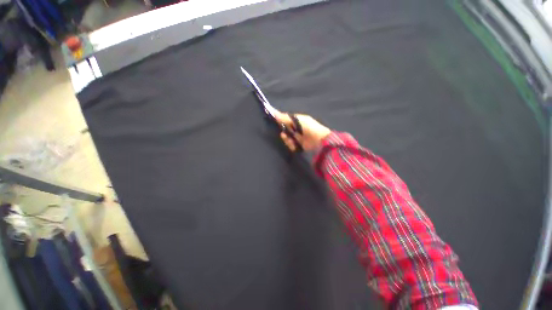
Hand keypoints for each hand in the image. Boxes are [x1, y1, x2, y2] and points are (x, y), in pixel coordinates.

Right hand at [274, 111, 331, 151]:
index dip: (281, 121)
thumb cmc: (309, 127)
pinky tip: (294, 144)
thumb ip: (286, 118)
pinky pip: (291, 145)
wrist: (319, 140)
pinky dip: (291, 145)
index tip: (275, 122)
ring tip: (290, 140)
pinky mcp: (299, 146)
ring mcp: (298, 138)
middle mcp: (297, 129)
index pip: (286, 120)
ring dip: (287, 140)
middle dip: (284, 133)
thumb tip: (274, 112)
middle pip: (286, 130)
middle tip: (284, 134)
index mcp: (298, 121)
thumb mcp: (298, 120)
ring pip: (287, 138)